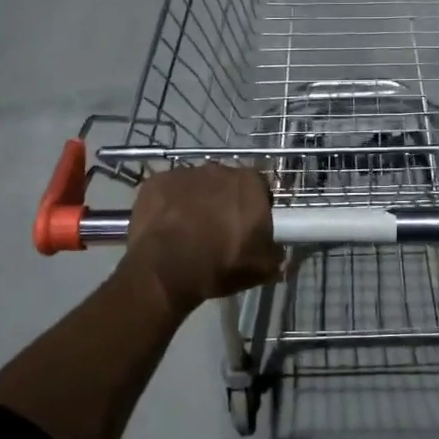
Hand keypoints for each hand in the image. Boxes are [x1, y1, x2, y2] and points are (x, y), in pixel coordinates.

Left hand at [121, 164, 282, 315]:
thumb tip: (283, 256)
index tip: (249, 227)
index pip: (259, 188)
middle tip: (219, 230)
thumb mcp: (262, 269)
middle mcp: (219, 169)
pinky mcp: (156, 182)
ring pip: (195, 185)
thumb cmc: (221, 264)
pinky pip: (167, 191)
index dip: (255, 206)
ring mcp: (184, 173)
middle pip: (226, 183)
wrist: (166, 269)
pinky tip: (165, 227)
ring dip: (195, 201)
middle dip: (224, 201)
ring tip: (189, 231)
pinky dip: (168, 205)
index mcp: (250, 183)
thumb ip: (277, 256)